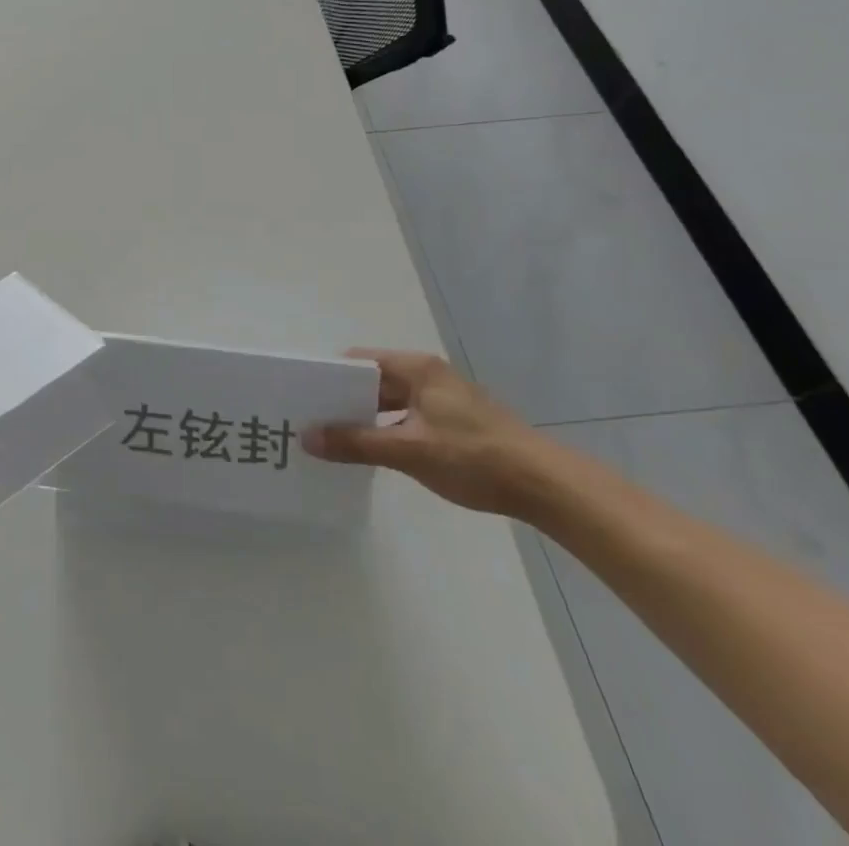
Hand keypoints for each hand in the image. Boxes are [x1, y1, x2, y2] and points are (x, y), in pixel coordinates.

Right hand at [302, 349, 555, 516]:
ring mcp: (444, 399)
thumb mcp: (408, 450)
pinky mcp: (456, 423)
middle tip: (310, 422)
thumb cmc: (473, 457)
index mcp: (416, 368)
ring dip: (365, 419)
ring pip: (390, 403)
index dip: (328, 377)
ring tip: (333, 440)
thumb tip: (305, 438)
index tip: (301, 397)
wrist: (547, 486)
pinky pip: (408, 418)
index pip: (357, 361)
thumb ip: (355, 443)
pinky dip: (388, 430)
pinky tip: (373, 453)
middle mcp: (428, 375)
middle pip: (372, 381)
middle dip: (343, 401)